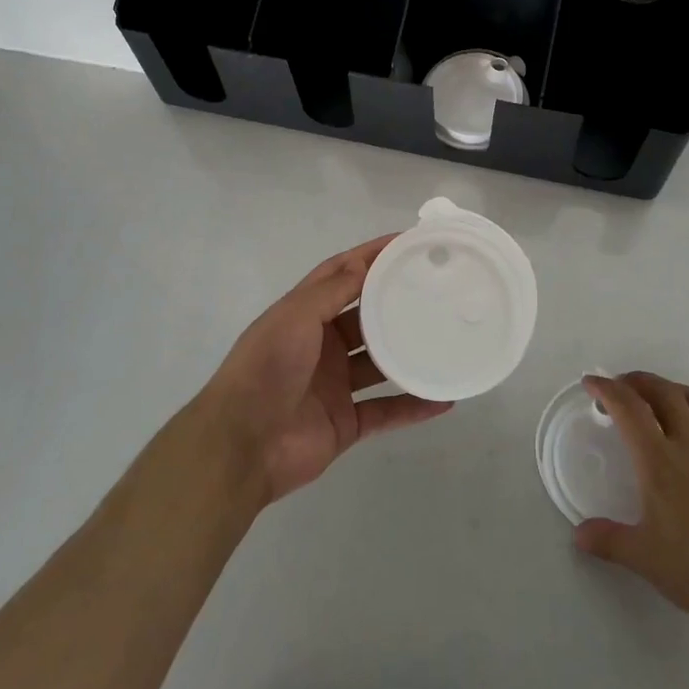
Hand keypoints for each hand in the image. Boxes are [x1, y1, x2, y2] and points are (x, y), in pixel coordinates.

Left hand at [201, 235, 452, 503]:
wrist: (241, 445)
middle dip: (396, 302)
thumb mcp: (295, 317)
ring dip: (408, 354)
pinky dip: (413, 407)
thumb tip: (364, 262)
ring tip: (446, 338)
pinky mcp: (346, 423)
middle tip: (437, 288)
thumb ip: (331, 291)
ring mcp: (335, 385)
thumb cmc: (266, 368)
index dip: (371, 257)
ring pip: (380, 364)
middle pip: (366, 317)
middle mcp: (321, 346)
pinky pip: (387, 411)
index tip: (407, 242)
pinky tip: (444, 398)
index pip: (342, 275)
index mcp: (304, 315)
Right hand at [575, 372, 688, 649]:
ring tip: (664, 397)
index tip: (592, 382)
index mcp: (659, 460)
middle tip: (625, 385)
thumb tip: (578, 534)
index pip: (628, 408)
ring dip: (676, 391)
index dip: (607, 389)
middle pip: (664, 393)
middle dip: (640, 381)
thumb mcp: (643, 558)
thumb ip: (607, 540)